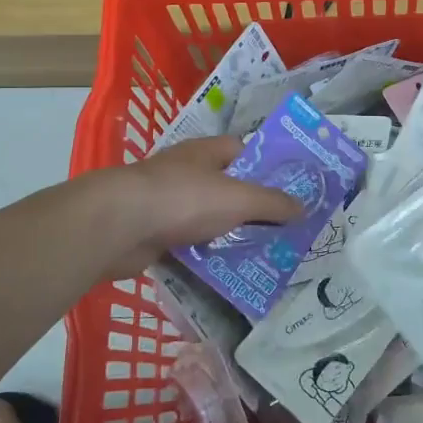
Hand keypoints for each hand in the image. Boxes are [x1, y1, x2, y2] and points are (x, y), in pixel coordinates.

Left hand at [81, 136, 300, 279]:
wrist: (119, 226)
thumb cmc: (183, 198)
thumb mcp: (238, 198)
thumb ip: (272, 202)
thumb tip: (304, 207)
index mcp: (206, 152)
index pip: (244, 152)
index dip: (268, 168)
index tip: (291, 190)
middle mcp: (187, 172)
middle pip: (228, 186)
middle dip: (252, 207)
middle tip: (283, 229)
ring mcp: (167, 202)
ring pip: (208, 217)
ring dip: (229, 233)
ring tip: (262, 253)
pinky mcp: (154, 232)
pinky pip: (189, 242)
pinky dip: (205, 254)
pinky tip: (226, 270)